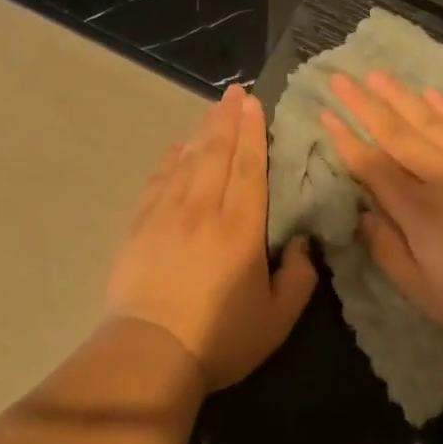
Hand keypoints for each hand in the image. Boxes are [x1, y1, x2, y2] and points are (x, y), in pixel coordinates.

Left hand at [107, 85, 317, 388]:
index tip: (254, 103)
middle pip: (216, 154)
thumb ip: (299, 278)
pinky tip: (177, 148)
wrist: (150, 352)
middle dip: (227, 119)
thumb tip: (303, 243)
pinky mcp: (139, 226)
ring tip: (213, 110)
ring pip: (187, 161)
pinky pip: (158, 181)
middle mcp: (202, 210)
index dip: (252, 133)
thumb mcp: (277, 319)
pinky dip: (170, 160)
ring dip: (201, 132)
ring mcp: (166, 215)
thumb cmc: (220, 339)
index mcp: (240, 229)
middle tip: (235, 91)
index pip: (248, 168)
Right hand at [321, 72, 442, 349]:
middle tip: (341, 77)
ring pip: (431, 122)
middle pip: (397, 134)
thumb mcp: (424, 293)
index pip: (372, 167)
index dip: (346, 140)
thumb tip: (364, 215)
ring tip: (377, 74)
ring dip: (401, 97)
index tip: (326, 114)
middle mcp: (442, 178)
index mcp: (418, 211)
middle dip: (365, 105)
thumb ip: (388, 252)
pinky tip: (432, 95)